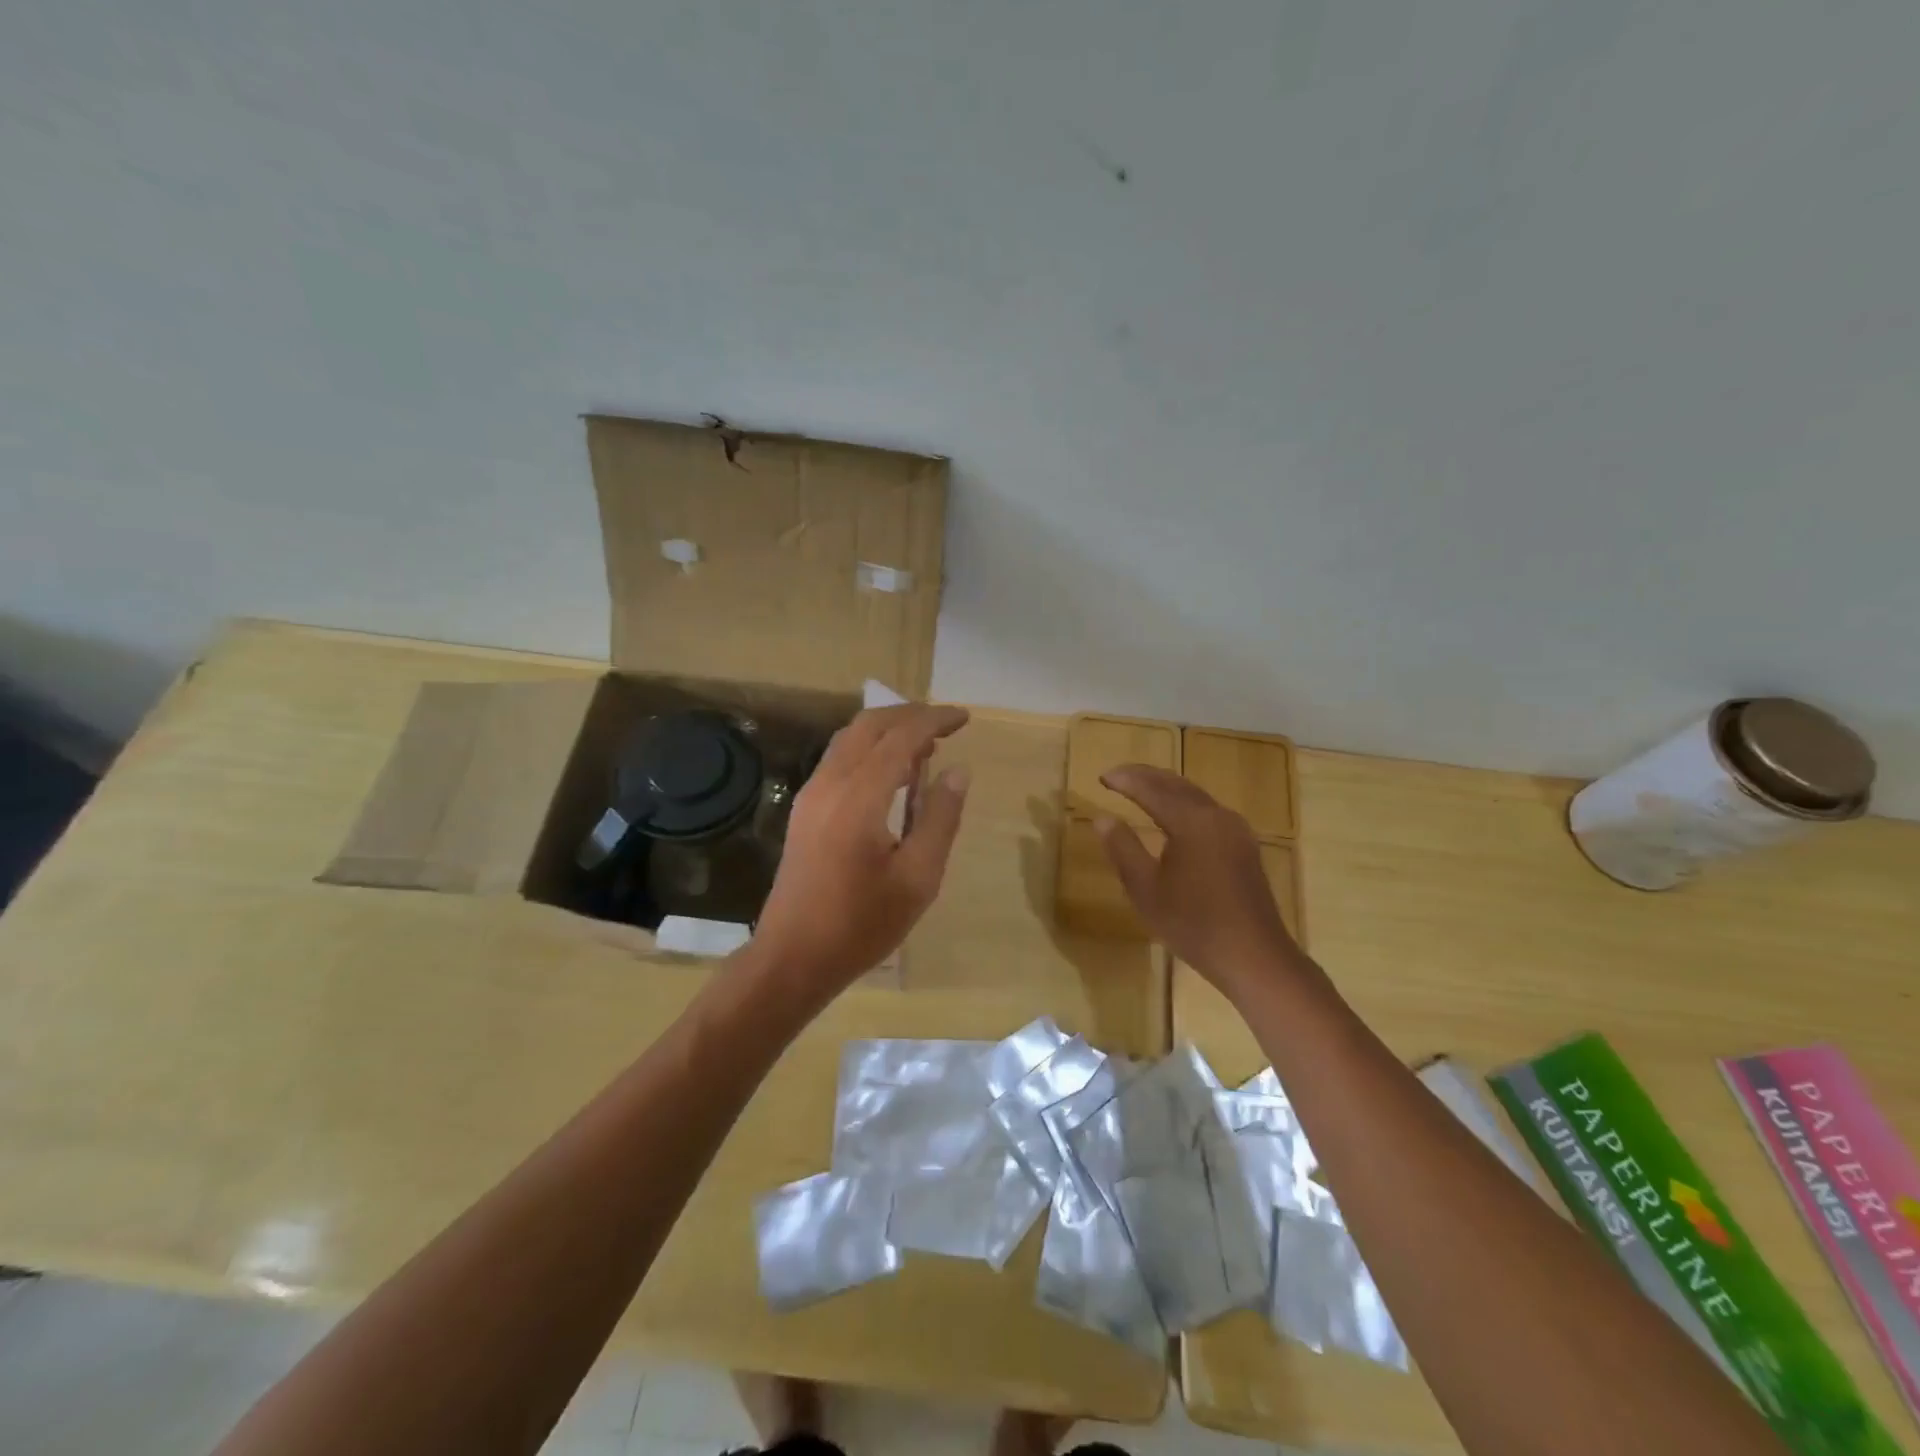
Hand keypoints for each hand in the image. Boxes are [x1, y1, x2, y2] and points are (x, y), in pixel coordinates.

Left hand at [750, 703, 970, 1001]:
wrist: (793, 957)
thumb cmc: (861, 924)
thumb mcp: (918, 878)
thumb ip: (939, 818)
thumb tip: (957, 771)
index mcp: (859, 797)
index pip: (900, 737)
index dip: (934, 720)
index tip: (964, 718)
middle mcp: (830, 783)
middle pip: (869, 725)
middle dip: (909, 715)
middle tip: (946, 726)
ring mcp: (811, 794)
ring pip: (850, 738)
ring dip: (888, 730)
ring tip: (925, 745)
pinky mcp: (804, 809)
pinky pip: (839, 758)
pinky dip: (870, 749)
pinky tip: (893, 774)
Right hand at [1095, 765, 1297, 995]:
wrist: (1254, 957)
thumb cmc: (1193, 924)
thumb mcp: (1146, 889)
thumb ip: (1122, 848)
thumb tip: (1103, 818)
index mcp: (1192, 822)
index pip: (1152, 789)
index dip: (1126, 780)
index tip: (1101, 776)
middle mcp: (1217, 816)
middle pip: (1177, 784)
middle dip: (1146, 776)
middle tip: (1118, 776)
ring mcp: (1236, 831)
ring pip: (1195, 796)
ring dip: (1166, 788)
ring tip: (1141, 789)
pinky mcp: (1244, 847)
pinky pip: (1208, 811)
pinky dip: (1184, 804)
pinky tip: (1174, 817)